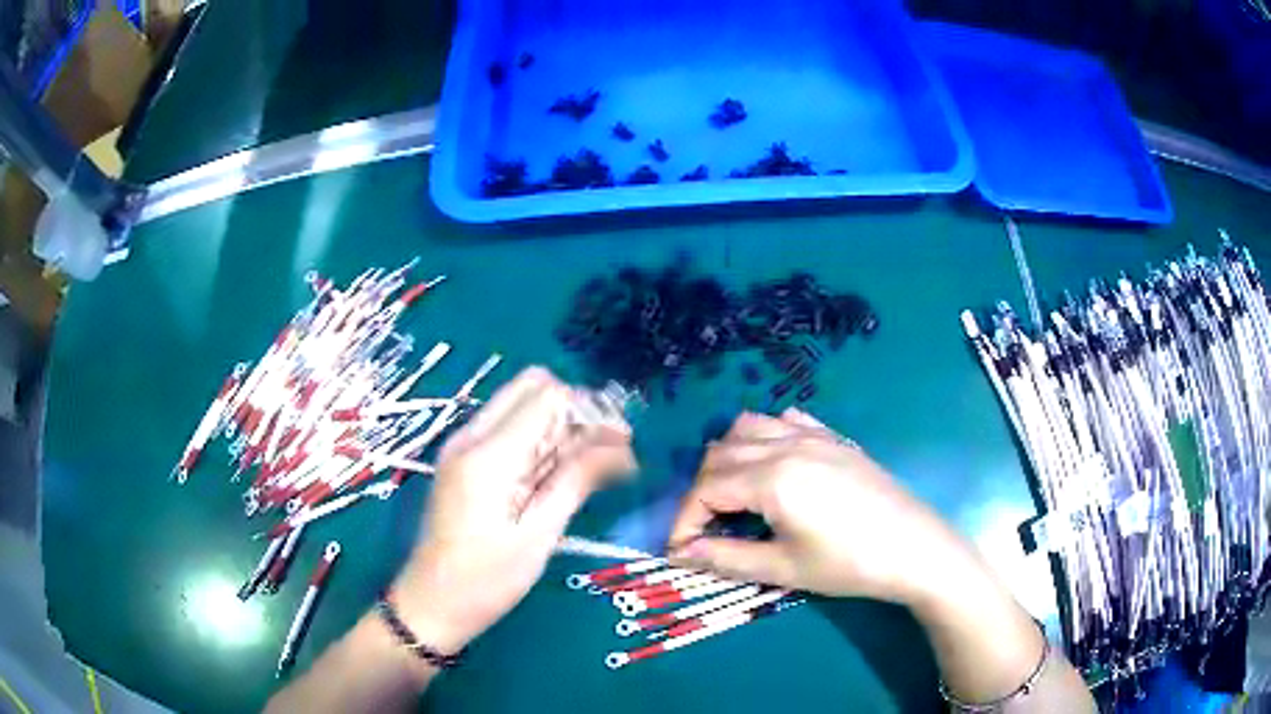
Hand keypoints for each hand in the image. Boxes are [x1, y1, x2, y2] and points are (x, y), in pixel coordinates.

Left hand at [392, 367, 635, 652]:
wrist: (431, 603)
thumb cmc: (488, 580)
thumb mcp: (539, 534)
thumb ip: (576, 480)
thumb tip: (621, 446)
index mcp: (489, 455)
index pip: (549, 396)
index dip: (590, 411)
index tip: (621, 443)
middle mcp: (471, 436)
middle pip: (532, 386)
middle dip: (574, 409)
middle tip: (604, 451)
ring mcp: (462, 446)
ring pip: (520, 404)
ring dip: (558, 425)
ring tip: (589, 467)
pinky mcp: (462, 460)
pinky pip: (507, 428)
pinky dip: (537, 439)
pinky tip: (556, 474)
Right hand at [668, 409, 976, 604]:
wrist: (914, 548)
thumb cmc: (848, 564)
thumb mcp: (783, 568)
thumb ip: (726, 558)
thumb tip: (680, 554)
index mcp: (772, 478)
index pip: (705, 489)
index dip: (684, 520)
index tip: (680, 550)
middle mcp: (787, 444)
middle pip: (720, 454)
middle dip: (701, 491)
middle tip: (705, 529)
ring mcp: (814, 435)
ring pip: (749, 426)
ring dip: (728, 457)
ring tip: (733, 494)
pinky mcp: (835, 437)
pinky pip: (787, 420)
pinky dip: (766, 436)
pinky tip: (774, 464)